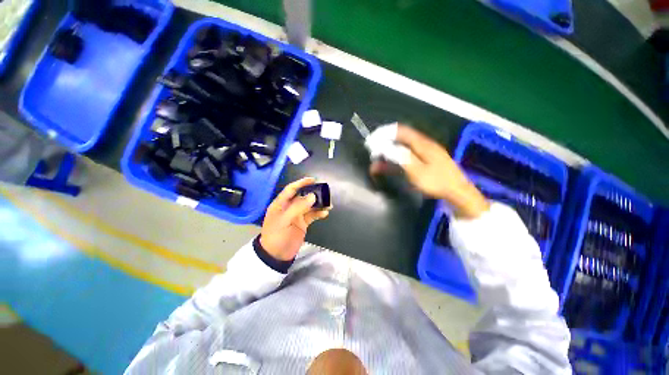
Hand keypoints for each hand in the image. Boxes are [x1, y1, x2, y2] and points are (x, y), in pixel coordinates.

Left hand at [260, 178, 331, 260]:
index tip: (313, 180)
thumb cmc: (277, 236)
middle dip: (313, 194)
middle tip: (325, 193)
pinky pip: (312, 215)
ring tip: (329, 204)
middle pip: (303, 197)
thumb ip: (298, 207)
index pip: (291, 189)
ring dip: (318, 204)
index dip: (301, 183)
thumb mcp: (285, 220)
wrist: (276, 255)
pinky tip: (325, 213)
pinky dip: (319, 213)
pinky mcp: (302, 223)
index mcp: (281, 204)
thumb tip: (312, 196)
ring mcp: (296, 215)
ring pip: (309, 206)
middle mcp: (289, 207)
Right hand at [370, 125, 488, 218]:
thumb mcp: (417, 171)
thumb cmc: (437, 182)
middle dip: (384, 143)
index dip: (385, 133)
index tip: (372, 139)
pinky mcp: (423, 161)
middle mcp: (422, 145)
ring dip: (388, 153)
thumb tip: (385, 147)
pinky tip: (386, 166)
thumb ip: (401, 157)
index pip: (400, 131)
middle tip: (371, 150)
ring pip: (402, 148)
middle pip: (400, 139)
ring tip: (375, 160)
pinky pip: (405, 157)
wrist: (457, 192)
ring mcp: (424, 153)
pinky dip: (394, 160)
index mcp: (422, 144)